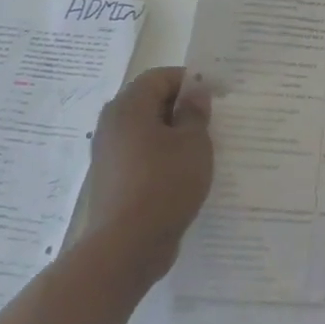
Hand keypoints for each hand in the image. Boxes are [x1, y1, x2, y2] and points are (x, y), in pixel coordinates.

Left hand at [81, 67, 212, 280]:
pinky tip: (183, 173)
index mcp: (129, 106)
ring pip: (146, 130)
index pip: (160, 77)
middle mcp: (112, 124)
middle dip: (182, 108)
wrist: (127, 246)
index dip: (190, 81)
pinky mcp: (112, 179)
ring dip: (173, 134)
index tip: (216, 96)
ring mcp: (108, 153)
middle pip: (150, 101)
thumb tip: (194, 92)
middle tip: (211, 122)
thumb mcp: (193, 142)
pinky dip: (161, 156)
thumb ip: (195, 112)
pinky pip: (140, 155)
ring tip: (201, 149)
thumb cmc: (164, 184)